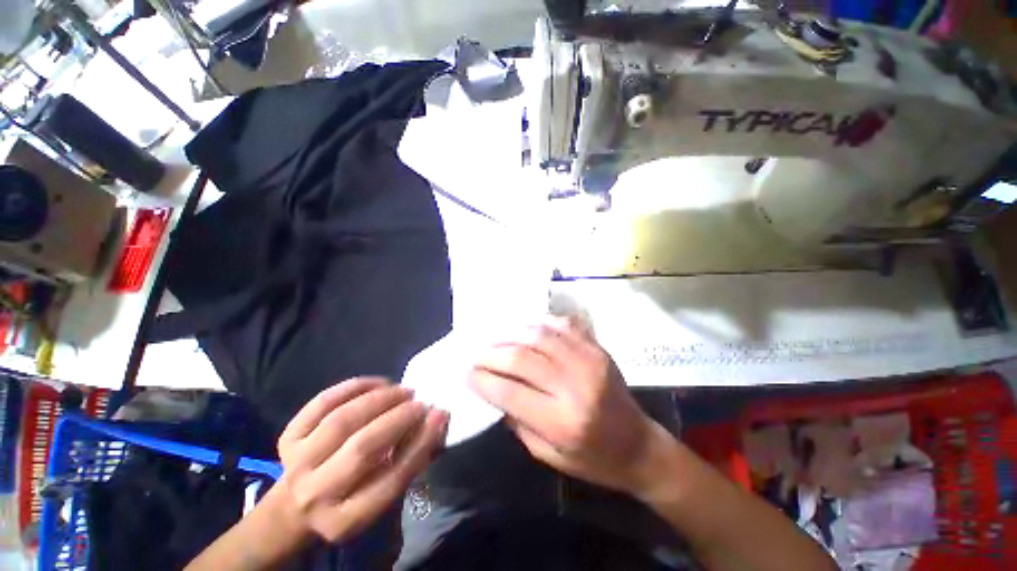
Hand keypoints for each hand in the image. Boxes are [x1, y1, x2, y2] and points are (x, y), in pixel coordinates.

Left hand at [275, 378, 447, 542]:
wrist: (294, 507)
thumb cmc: (352, 499)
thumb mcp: (382, 494)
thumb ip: (411, 461)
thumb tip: (437, 420)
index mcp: (346, 519)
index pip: (391, 478)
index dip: (420, 443)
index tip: (439, 414)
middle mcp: (316, 494)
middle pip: (362, 447)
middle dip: (398, 417)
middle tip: (419, 401)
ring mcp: (297, 463)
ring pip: (342, 420)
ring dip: (379, 399)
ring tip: (401, 391)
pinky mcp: (287, 438)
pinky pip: (322, 403)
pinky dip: (354, 387)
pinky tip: (377, 384)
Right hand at [469, 317, 669, 494]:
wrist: (640, 445)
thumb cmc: (593, 459)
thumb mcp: (549, 454)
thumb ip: (518, 420)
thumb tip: (494, 389)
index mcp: (562, 421)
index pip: (509, 390)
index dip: (482, 379)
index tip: (467, 373)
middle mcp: (575, 385)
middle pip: (521, 357)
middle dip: (491, 354)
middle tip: (476, 355)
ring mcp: (589, 360)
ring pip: (539, 334)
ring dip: (511, 334)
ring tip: (496, 339)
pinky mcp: (597, 348)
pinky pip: (562, 325)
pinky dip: (539, 323)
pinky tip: (526, 329)